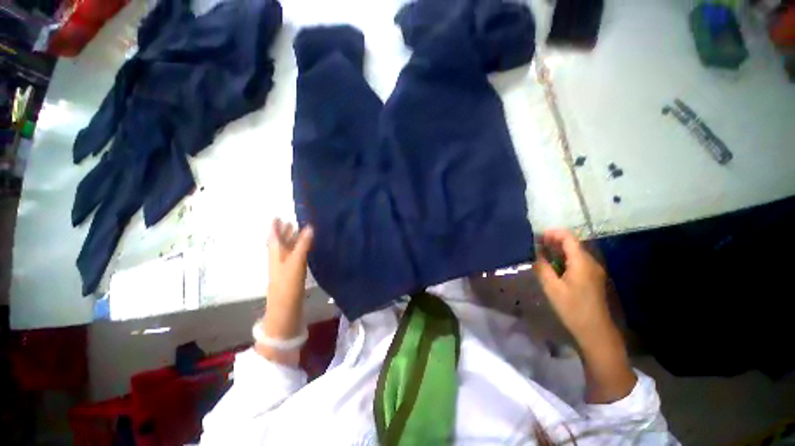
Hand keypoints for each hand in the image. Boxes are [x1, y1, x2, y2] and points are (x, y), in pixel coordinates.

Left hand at [267, 218, 313, 305]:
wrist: (285, 306)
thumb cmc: (288, 282)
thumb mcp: (296, 261)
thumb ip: (303, 244)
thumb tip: (309, 226)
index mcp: (276, 252)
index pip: (274, 235)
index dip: (275, 225)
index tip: (277, 215)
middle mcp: (278, 256)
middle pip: (280, 241)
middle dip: (284, 231)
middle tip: (290, 221)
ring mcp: (284, 265)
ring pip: (286, 248)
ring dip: (291, 239)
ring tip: (298, 231)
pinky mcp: (291, 272)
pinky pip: (293, 255)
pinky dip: (297, 248)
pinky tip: (305, 248)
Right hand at [535, 229, 635, 402]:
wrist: (595, 331)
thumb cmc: (573, 309)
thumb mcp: (551, 288)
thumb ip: (542, 268)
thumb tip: (535, 255)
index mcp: (582, 262)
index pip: (569, 238)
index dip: (553, 233)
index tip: (537, 236)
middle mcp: (591, 262)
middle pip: (572, 244)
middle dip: (553, 241)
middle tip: (535, 245)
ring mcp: (593, 271)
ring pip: (574, 253)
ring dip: (557, 251)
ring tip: (540, 254)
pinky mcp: (592, 278)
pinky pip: (576, 262)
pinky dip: (563, 260)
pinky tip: (552, 266)